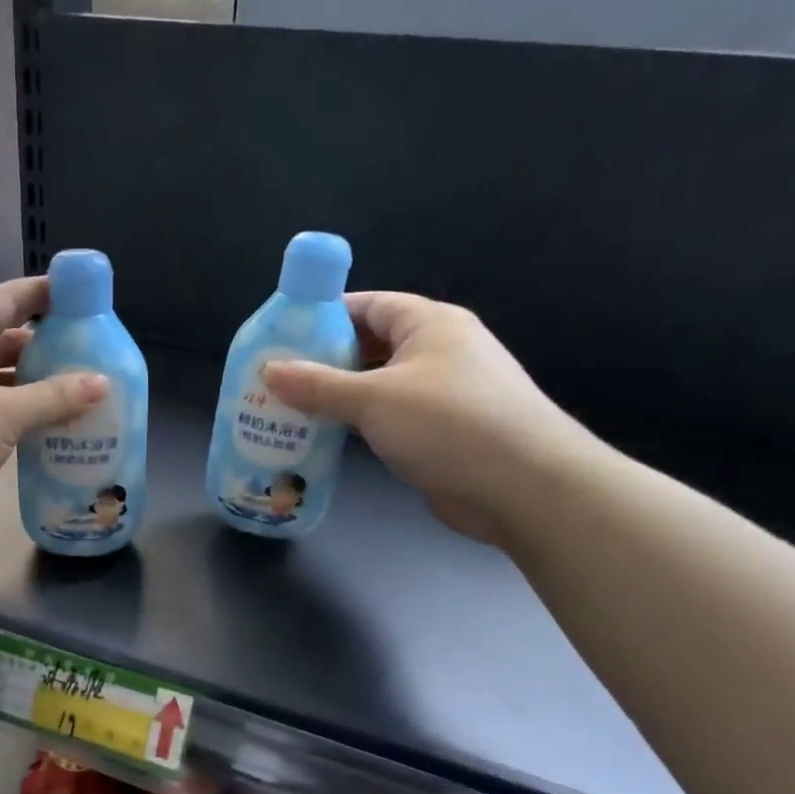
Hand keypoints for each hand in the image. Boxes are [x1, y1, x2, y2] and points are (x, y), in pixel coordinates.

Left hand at [0, 277, 107, 543]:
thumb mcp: (3, 416)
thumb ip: (54, 398)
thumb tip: (102, 382)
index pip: (4, 298)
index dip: (42, 294)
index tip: (79, 296)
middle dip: (39, 344)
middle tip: (84, 352)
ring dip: (25, 382)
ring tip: (70, 390)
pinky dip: (7, 409)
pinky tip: (37, 424)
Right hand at [263, 293, 593, 542]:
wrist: (526, 487)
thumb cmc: (450, 424)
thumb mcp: (374, 399)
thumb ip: (318, 385)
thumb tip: (268, 370)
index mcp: (429, 324)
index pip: (368, 305)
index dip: (324, 316)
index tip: (281, 337)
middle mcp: (438, 352)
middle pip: (369, 346)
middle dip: (323, 361)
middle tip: (275, 380)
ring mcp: (441, 394)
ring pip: (376, 385)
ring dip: (337, 397)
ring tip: (287, 409)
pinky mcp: (440, 432)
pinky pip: (387, 418)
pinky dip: (357, 424)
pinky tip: (323, 438)